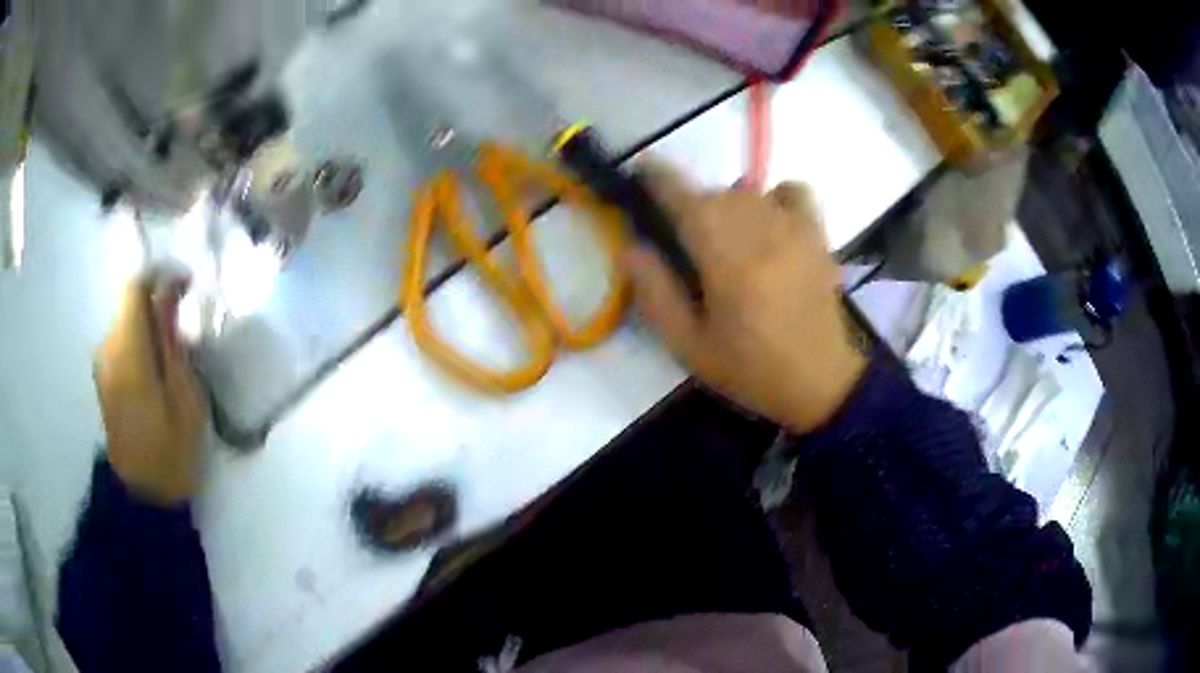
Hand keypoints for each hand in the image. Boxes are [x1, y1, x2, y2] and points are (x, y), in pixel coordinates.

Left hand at [94, 277, 208, 504]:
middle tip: (185, 324)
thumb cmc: (170, 451)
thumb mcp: (184, 398)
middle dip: (157, 302)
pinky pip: (122, 341)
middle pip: (130, 302)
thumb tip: (169, 295)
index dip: (161, 276)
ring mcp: (102, 363)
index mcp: (128, 350)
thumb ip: (172, 341)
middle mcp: (108, 347)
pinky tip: (156, 368)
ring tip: (174, 350)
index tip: (187, 286)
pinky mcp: (103, 377)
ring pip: (126, 321)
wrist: (143, 497)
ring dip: (149, 323)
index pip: (135, 285)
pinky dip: (140, 341)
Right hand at [623, 163, 865, 433]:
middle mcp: (759, 231)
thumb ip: (656, 293)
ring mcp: (793, 228)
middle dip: (690, 207)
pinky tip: (769, 223)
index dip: (656, 177)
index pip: (683, 198)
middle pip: (713, 194)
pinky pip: (792, 191)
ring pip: (747, 192)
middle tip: (687, 243)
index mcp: (725, 259)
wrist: (821, 382)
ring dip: (727, 207)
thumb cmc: (751, 369)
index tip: (640, 171)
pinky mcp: (816, 234)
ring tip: (729, 243)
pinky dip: (774, 197)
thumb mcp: (689, 346)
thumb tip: (630, 247)